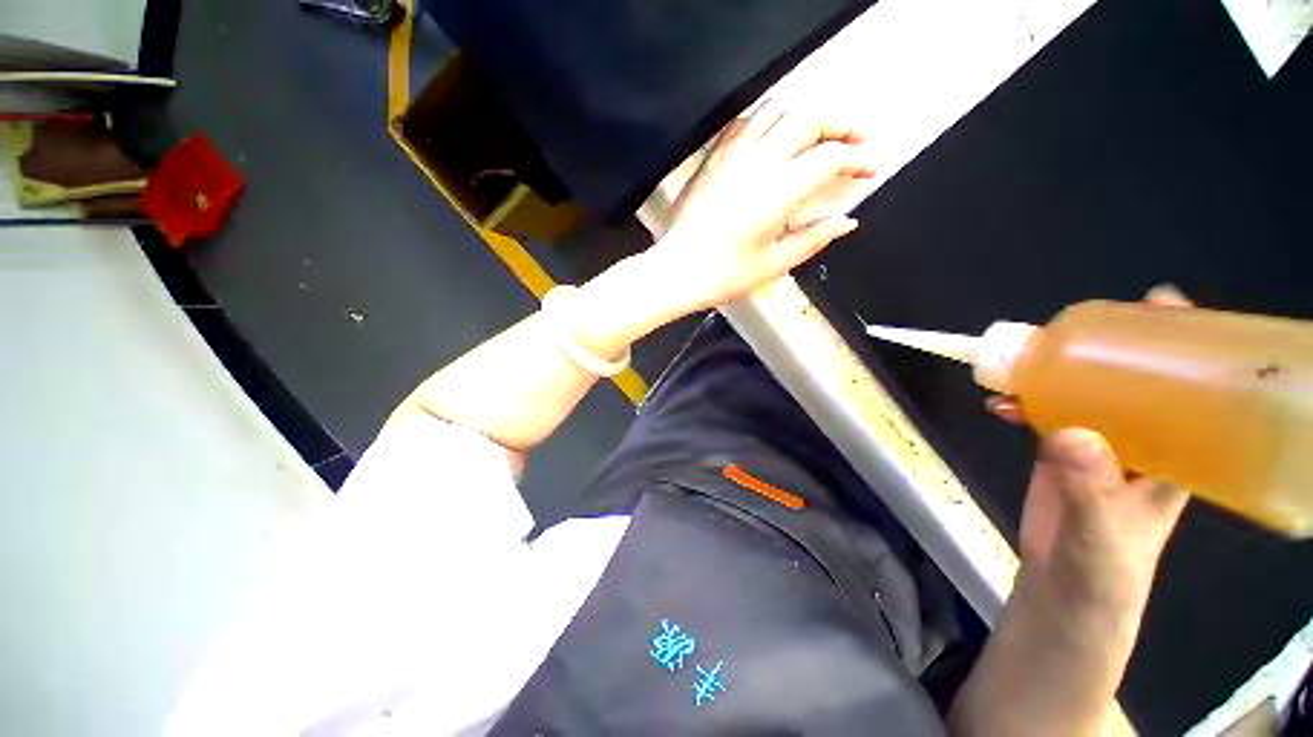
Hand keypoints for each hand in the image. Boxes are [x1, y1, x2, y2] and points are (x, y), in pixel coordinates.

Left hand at [645, 103, 874, 313]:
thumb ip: (814, 239)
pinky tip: (774, 133)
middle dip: (842, 123)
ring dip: (807, 114)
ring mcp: (732, 155)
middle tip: (856, 140)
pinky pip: (745, 121)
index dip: (857, 159)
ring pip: (777, 109)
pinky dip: (768, 119)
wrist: (677, 271)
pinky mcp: (713, 159)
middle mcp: (759, 161)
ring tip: (820, 132)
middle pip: (810, 117)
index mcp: (779, 190)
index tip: (870, 169)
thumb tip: (846, 222)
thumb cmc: (724, 274)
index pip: (830, 157)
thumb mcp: (775, 263)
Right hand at [993, 287, 1191, 630]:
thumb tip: (1069, 434)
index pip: (1190, 387)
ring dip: (1051, 374)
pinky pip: (1043, 414)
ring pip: (1081, 393)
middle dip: (1108, 347)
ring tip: (1022, 360)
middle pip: (1131, 378)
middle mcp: (1142, 437)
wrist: (1067, 590)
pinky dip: (1021, 403)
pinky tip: (1000, 402)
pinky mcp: (1060, 452)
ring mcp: (1098, 443)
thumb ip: (1090, 486)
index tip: (1161, 304)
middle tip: (1079, 326)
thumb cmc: (1106, 567)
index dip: (1182, 344)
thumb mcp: (1105, 531)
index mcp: (1175, 450)